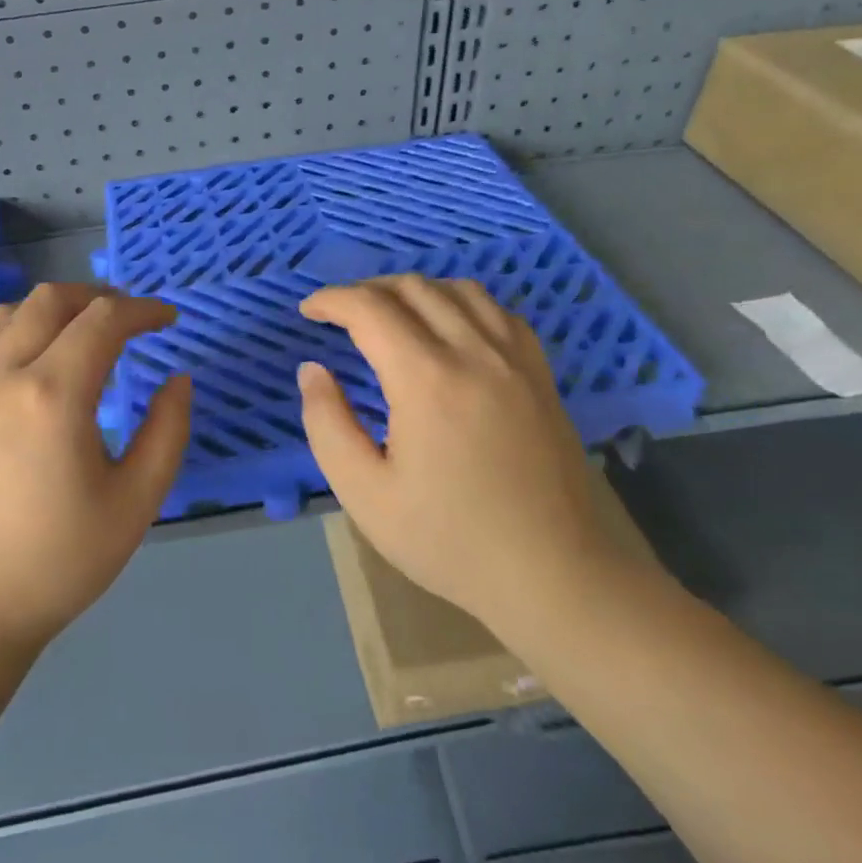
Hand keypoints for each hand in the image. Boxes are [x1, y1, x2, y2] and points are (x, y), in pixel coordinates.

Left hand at [0, 284, 191, 670]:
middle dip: (99, 298)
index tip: (168, 320)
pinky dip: (18, 331)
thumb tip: (177, 380)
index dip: (143, 311)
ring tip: (83, 336)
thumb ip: (167, 432)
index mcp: (53, 394)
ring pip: (9, 313)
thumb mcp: (134, 503)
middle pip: (51, 300)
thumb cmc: (55, 564)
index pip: (104, 321)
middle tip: (130, 322)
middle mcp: (2, 374)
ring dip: (54, 310)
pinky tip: (36, 366)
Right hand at [297, 275, 613, 632]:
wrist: (553, 573)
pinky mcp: (540, 375)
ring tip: (390, 314)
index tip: (308, 312)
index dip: (331, 300)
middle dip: (367, 290)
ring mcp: (515, 360)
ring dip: (415, 290)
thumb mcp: (365, 494)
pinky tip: (451, 329)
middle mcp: (474, 352)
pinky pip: (499, 312)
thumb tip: (312, 370)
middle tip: (340, 315)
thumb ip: (327, 424)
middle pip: (414, 289)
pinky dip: (462, 303)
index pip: (370, 309)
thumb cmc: (449, 540)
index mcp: (426, 379)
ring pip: (460, 290)